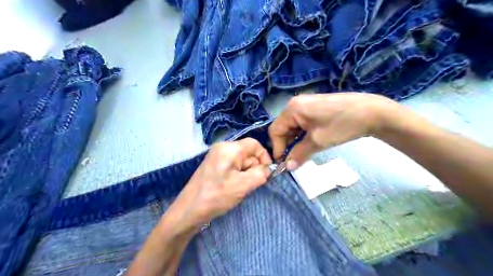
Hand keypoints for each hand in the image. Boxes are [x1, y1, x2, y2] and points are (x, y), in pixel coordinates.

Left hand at [165, 137, 272, 229]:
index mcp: (229, 148)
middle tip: (250, 184)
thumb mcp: (243, 185)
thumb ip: (261, 174)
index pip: (254, 144)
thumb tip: (268, 169)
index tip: (267, 172)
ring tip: (239, 188)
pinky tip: (232, 187)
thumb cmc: (217, 196)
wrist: (189, 210)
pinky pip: (232, 166)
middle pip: (248, 153)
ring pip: (241, 161)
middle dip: (253, 168)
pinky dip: (237, 175)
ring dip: (245, 174)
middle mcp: (222, 147)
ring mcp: (217, 156)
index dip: (264, 156)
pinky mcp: (214, 165)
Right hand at [269, 94, 399, 168]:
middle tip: (295, 159)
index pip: (275, 130)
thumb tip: (287, 167)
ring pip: (293, 126)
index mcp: (292, 109)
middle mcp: (296, 103)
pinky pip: (302, 122)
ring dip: (296, 140)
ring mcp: (306, 104)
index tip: (284, 162)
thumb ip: (299, 154)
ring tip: (305, 151)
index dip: (277, 148)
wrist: (372, 112)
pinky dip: (303, 134)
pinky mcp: (315, 107)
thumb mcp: (318, 142)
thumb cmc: (341, 125)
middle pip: (283, 127)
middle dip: (287, 144)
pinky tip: (312, 141)